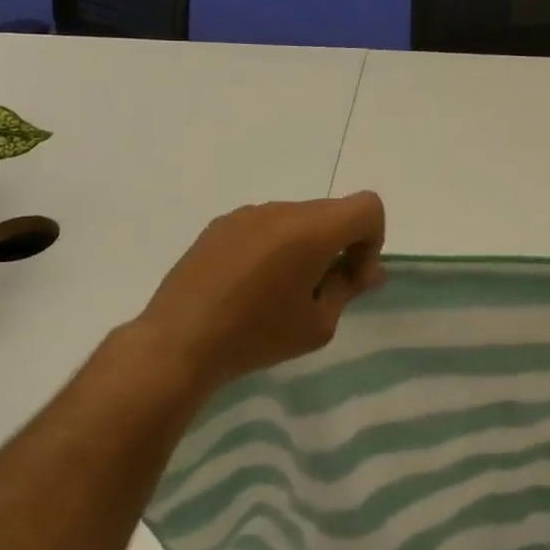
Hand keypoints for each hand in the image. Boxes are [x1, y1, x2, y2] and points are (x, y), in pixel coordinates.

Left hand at [135, 192, 386, 394]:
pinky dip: (274, 247)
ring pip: (297, 219)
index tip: (351, 277)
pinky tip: (249, 286)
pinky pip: (265, 226)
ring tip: (280, 292)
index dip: (372, 240)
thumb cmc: (256, 336)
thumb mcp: (317, 325)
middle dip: (340, 245)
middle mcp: (281, 210)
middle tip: (322, 291)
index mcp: (311, 230)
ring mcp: (247, 214)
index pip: (367, 206)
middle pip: (332, 213)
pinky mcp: (220, 225)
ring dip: (305, 246)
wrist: (177, 343)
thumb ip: (348, 288)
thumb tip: (367, 271)